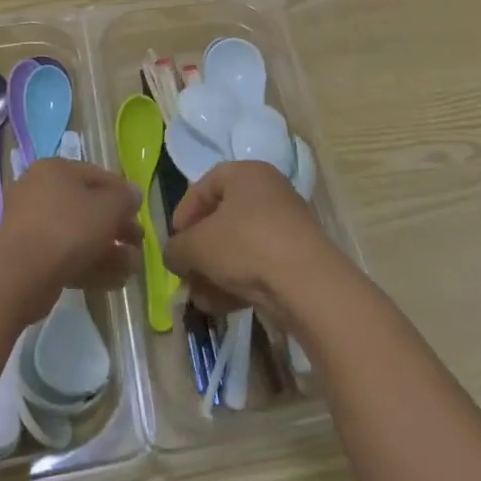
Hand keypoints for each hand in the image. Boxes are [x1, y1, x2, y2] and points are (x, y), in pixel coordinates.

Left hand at [0, 157, 140, 320]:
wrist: (21, 274)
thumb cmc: (68, 228)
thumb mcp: (108, 207)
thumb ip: (126, 198)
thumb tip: (133, 195)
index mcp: (54, 170)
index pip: (97, 175)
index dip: (122, 193)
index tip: (140, 212)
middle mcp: (39, 192)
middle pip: (88, 208)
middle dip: (117, 228)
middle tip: (137, 243)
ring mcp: (32, 227)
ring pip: (79, 236)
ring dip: (108, 251)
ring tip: (132, 268)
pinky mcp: (30, 258)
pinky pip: (66, 257)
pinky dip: (91, 266)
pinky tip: (116, 281)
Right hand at [163, 160, 340, 317]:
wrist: (306, 283)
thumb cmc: (245, 245)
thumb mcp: (197, 246)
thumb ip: (176, 248)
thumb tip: (173, 255)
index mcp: (246, 173)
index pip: (205, 185)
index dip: (184, 212)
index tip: (174, 241)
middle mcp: (268, 192)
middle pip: (222, 219)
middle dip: (199, 251)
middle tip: (185, 274)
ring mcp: (286, 225)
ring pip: (239, 246)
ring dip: (215, 272)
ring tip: (200, 299)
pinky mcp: (296, 256)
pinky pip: (258, 264)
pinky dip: (238, 281)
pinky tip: (221, 307)